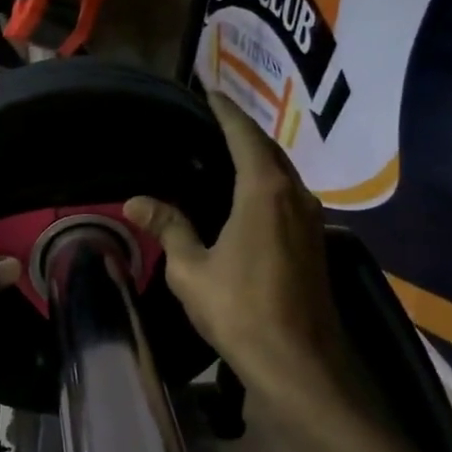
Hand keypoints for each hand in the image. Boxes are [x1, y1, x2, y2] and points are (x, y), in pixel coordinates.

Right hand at [124, 91, 357, 407]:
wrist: (298, 361)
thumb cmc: (240, 310)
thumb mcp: (192, 270)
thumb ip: (169, 228)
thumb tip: (135, 201)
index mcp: (263, 191)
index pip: (243, 134)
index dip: (225, 109)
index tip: (208, 90)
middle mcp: (295, 194)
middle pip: (268, 149)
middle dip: (242, 130)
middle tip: (211, 119)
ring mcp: (312, 219)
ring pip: (283, 173)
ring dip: (258, 157)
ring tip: (226, 153)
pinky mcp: (315, 242)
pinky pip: (288, 196)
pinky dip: (267, 183)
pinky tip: (247, 197)